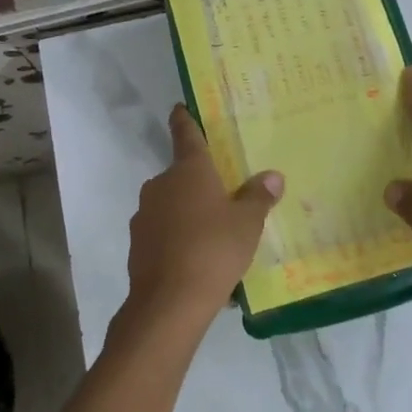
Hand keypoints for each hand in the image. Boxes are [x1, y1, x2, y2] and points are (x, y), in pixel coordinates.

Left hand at [119, 106, 283, 340]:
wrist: (168, 303)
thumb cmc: (213, 250)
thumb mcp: (248, 223)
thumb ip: (259, 196)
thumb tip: (272, 176)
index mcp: (189, 171)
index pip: (186, 135)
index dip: (185, 120)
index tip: (179, 108)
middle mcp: (161, 185)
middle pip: (182, 175)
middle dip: (200, 184)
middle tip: (226, 198)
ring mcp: (145, 215)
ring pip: (172, 206)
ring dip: (190, 215)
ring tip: (217, 239)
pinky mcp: (138, 244)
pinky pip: (164, 234)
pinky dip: (179, 240)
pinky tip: (199, 263)